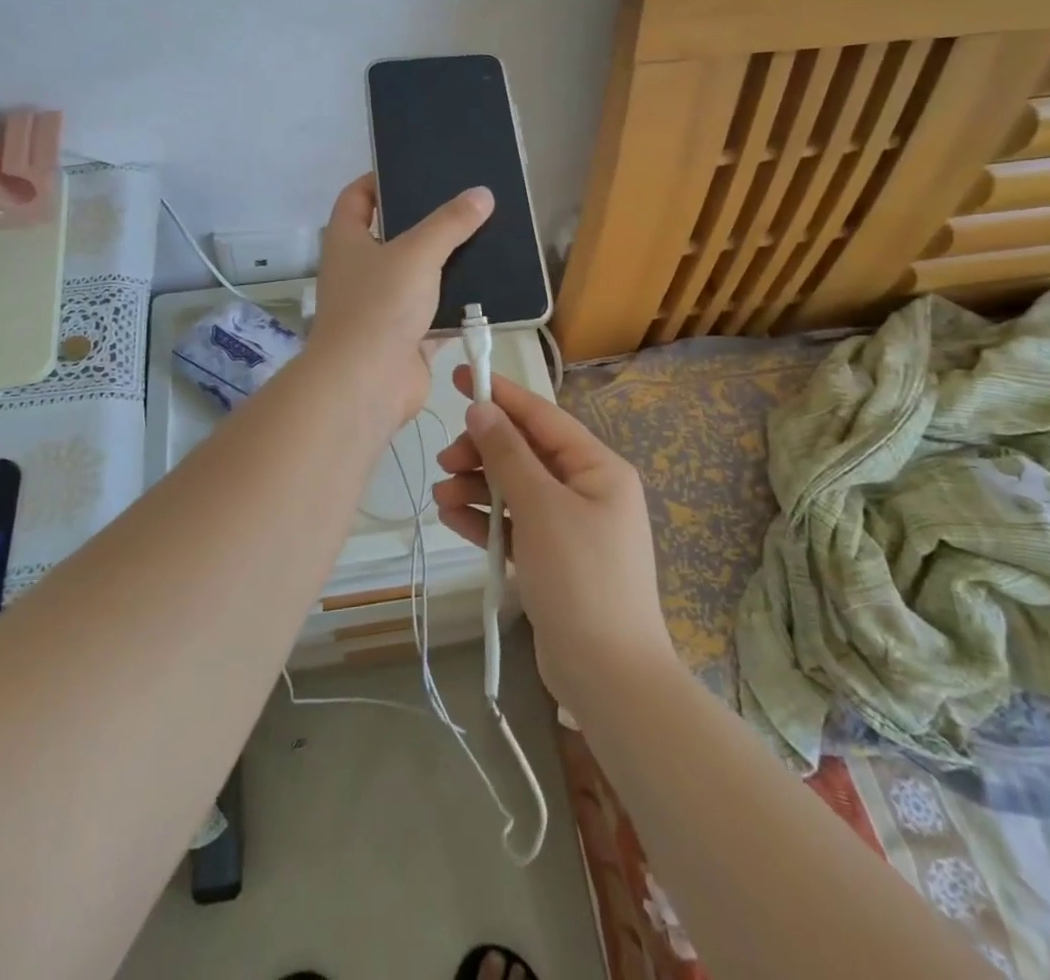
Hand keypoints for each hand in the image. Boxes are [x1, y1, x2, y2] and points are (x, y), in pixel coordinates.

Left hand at [305, 174, 493, 426]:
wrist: (367, 383)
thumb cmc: (379, 305)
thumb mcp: (417, 253)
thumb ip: (450, 223)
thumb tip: (481, 194)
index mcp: (347, 241)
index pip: (356, 198)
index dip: (378, 180)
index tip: (412, 170)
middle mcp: (360, 271)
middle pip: (392, 236)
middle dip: (424, 222)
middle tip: (464, 205)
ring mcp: (382, 307)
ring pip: (417, 277)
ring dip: (445, 265)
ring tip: (484, 240)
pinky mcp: (405, 338)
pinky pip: (435, 314)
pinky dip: (457, 305)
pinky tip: (489, 289)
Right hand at [433, 369, 675, 714]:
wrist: (608, 675)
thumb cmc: (580, 578)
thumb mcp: (541, 507)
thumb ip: (508, 455)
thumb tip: (482, 409)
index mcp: (598, 468)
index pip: (542, 417)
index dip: (501, 395)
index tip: (461, 375)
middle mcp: (587, 490)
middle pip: (525, 453)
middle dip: (483, 451)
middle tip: (446, 460)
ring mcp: (570, 526)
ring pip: (515, 489)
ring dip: (477, 486)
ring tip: (441, 494)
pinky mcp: (552, 558)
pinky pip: (514, 524)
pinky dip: (485, 518)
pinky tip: (453, 516)